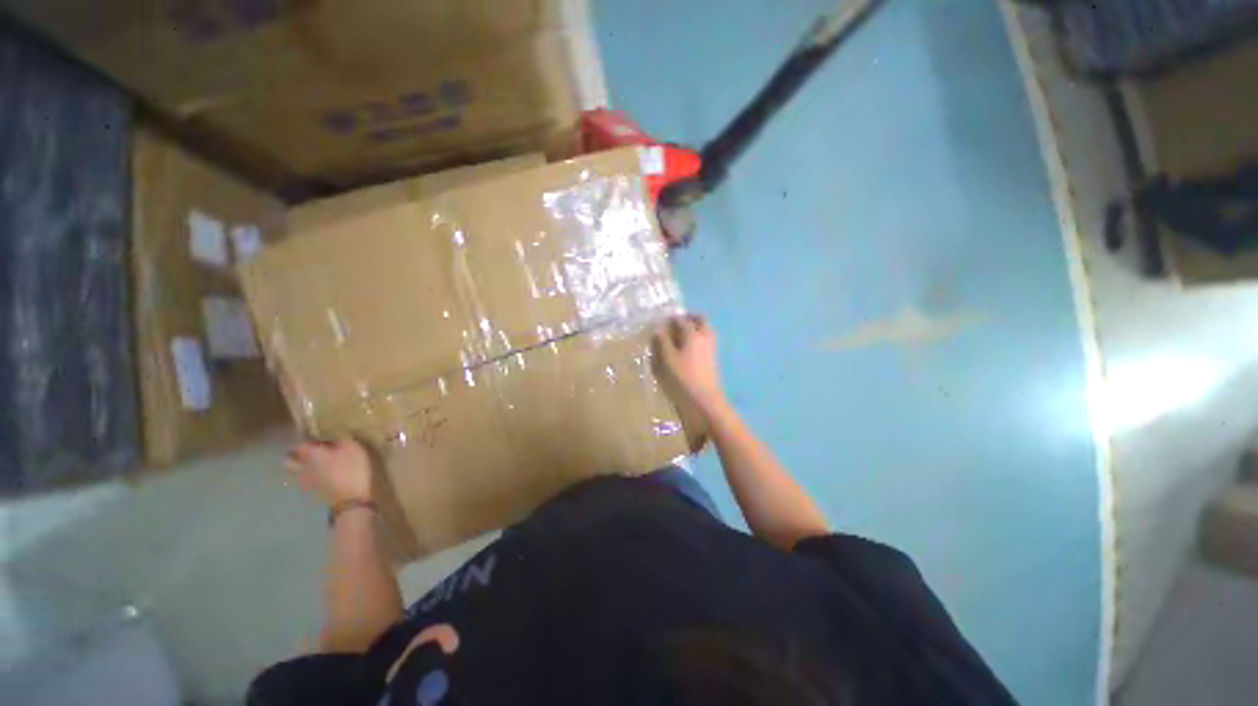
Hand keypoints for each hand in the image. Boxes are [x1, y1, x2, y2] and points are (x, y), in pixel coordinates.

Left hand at [285, 440, 373, 506]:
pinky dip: (309, 476)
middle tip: (307, 450)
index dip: (307, 439)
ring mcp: (306, 481)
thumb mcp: (352, 447)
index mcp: (310, 454)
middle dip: (293, 454)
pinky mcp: (313, 491)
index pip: (299, 444)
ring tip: (314, 463)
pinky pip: (305, 480)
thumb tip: (331, 438)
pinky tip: (322, 475)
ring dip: (300, 466)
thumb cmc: (352, 468)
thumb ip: (339, 440)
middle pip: (287, 460)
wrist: (352, 498)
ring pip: (294, 472)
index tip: (316, 437)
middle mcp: (302, 467)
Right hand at [653, 314, 726, 416]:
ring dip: (692, 330)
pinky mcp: (711, 361)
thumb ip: (661, 341)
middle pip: (699, 320)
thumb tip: (658, 329)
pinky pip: (704, 343)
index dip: (669, 318)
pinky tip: (683, 351)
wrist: (704, 401)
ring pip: (703, 331)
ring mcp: (710, 349)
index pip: (680, 319)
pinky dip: (695, 341)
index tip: (659, 322)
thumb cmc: (682, 378)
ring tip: (676, 338)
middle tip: (673, 325)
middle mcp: (705, 337)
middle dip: (687, 319)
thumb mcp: (666, 359)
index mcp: (693, 334)